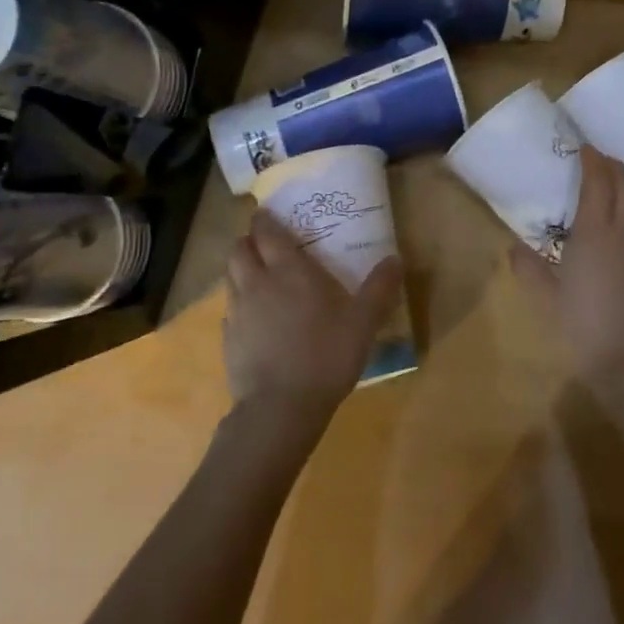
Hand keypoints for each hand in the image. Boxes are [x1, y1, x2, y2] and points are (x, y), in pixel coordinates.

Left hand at [223, 210, 404, 427]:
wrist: (280, 408)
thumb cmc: (325, 356)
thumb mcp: (363, 323)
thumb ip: (379, 289)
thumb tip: (396, 260)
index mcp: (288, 271)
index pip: (266, 232)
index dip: (265, 219)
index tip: (269, 214)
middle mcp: (257, 284)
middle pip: (239, 249)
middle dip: (247, 240)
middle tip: (264, 244)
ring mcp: (237, 313)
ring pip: (230, 278)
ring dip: (240, 270)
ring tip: (258, 277)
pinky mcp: (228, 341)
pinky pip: (229, 311)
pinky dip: (239, 305)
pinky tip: (255, 320)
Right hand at [512, 146, 623, 376]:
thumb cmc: (583, 329)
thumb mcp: (545, 299)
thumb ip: (528, 268)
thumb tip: (513, 246)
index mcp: (596, 232)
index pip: (599, 182)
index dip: (593, 161)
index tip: (583, 149)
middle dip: (614, 165)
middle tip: (598, 160)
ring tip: (622, 177)